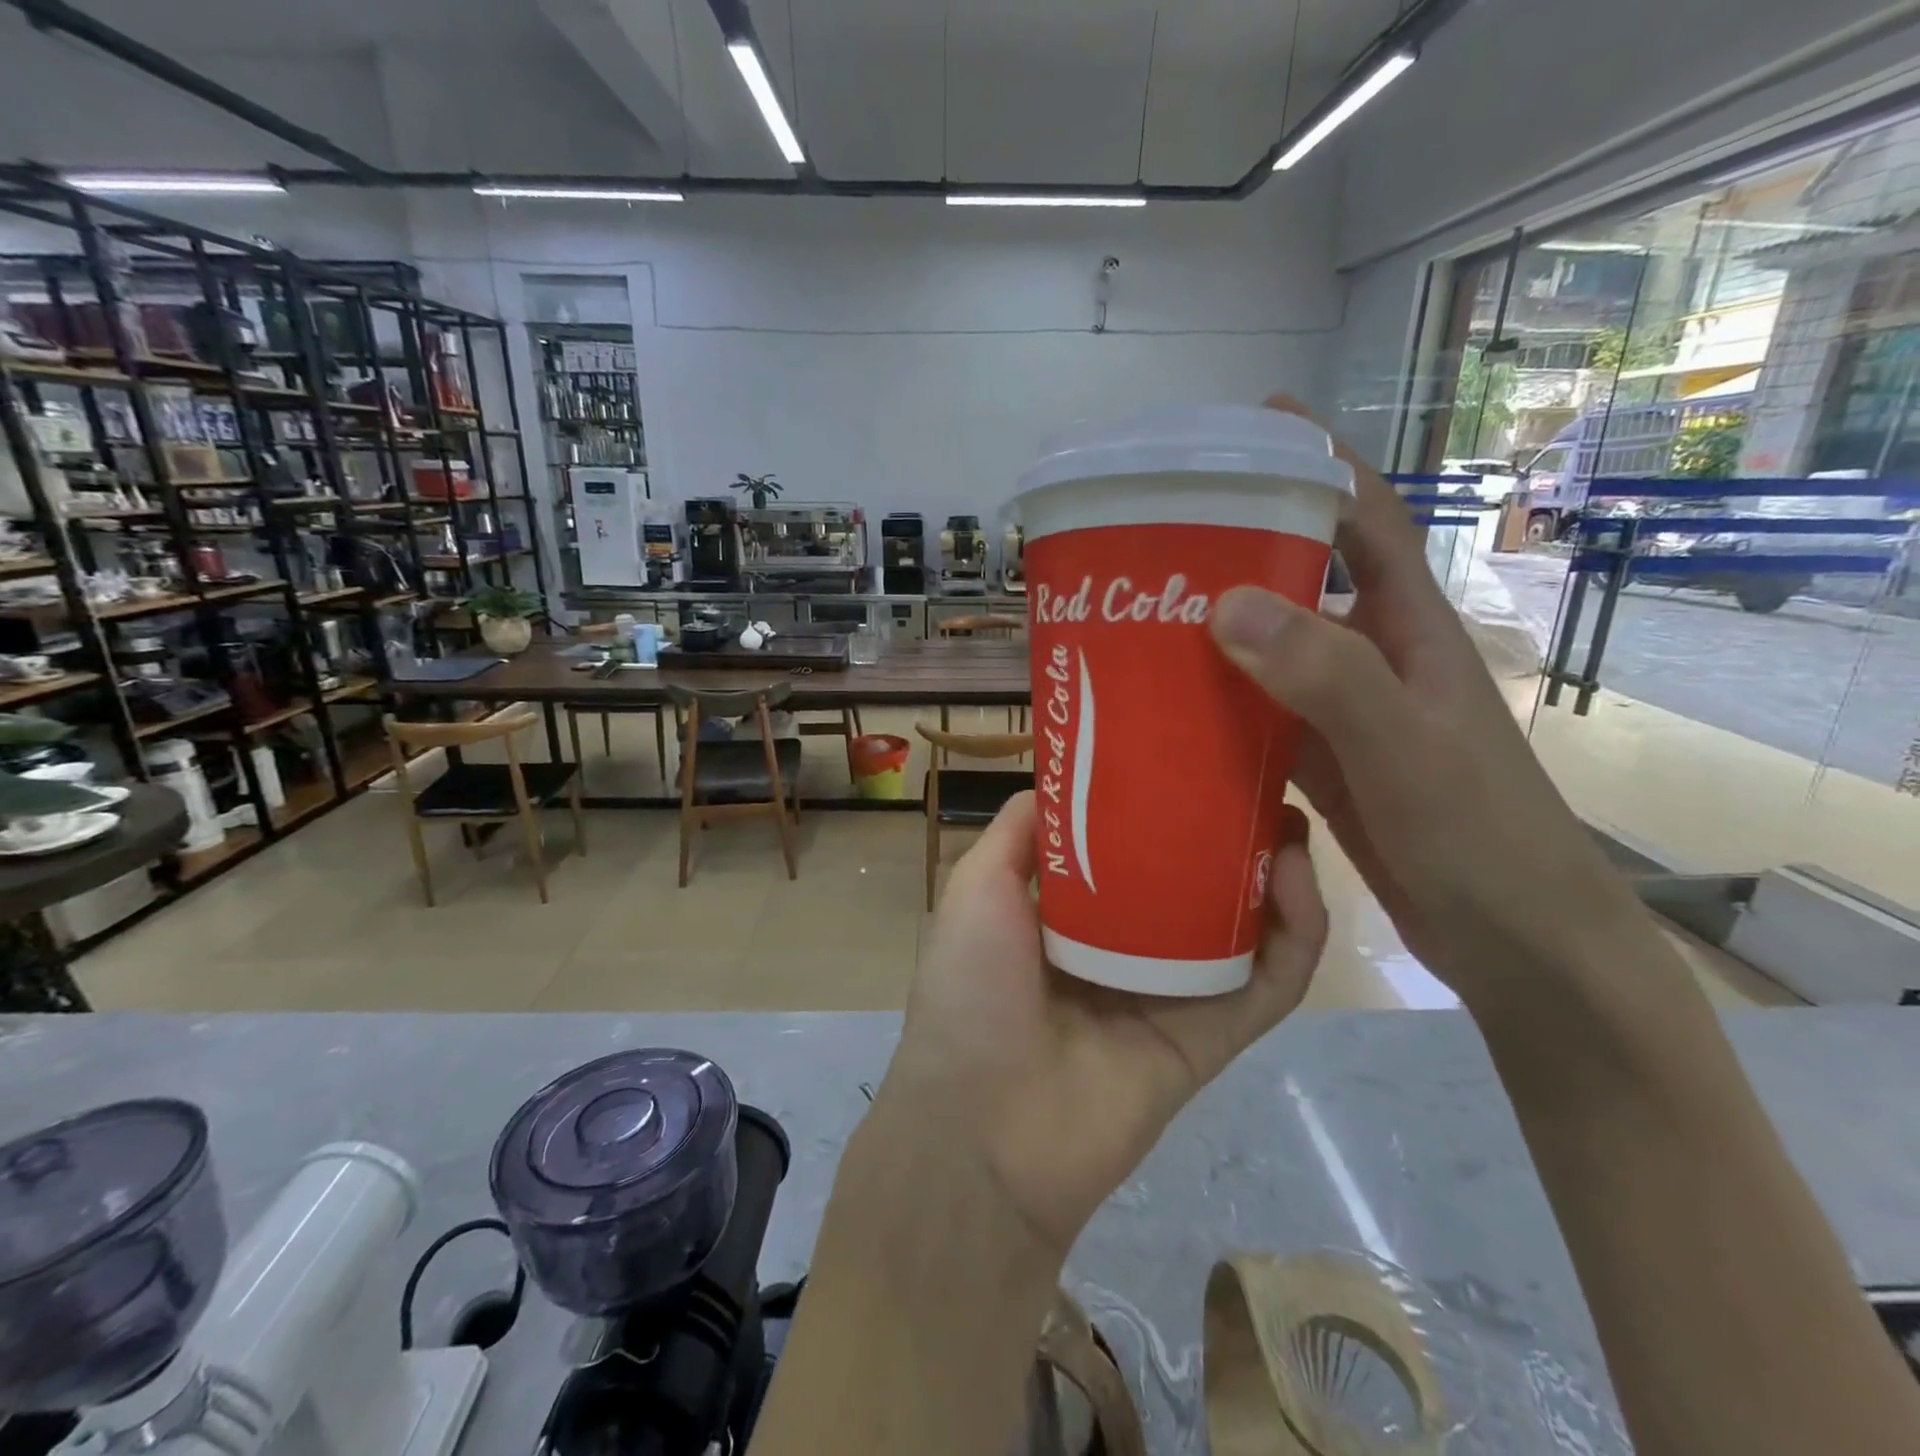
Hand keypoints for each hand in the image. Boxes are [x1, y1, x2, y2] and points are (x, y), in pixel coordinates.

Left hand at [874, 791, 1326, 1258]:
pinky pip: (1269, 985)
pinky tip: (1299, 880)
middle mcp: (1127, 947)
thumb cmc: (971, 990)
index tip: (1191, 758)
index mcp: (1072, 913)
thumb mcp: (977, 888)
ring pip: (1242, 927)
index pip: (1130, 847)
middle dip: (1228, 833)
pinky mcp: (1213, 1039)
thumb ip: (1017, 832)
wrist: (984, 1126)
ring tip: (1288, 821)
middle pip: (1193, 881)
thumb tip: (1064, 780)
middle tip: (1257, 783)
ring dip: (1274, 875)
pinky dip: (1296, 936)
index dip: (1161, 805)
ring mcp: (1174, 993)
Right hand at [1206, 396, 1672, 1007]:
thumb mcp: (1404, 747)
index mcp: (1409, 631)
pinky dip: (1220, 707)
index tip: (1257, 424)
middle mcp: (1376, 660)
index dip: (1319, 465)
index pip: (1366, 521)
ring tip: (1142, 615)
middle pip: (1303, 580)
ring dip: (1219, 632)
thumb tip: (1226, 602)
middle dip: (1243, 547)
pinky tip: (1168, 710)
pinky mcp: (1324, 766)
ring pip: (1273, 654)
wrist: (1517, 941)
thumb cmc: (1479, 836)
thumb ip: (1326, 674)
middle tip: (1161, 535)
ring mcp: (1347, 715)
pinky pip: (1260, 718)